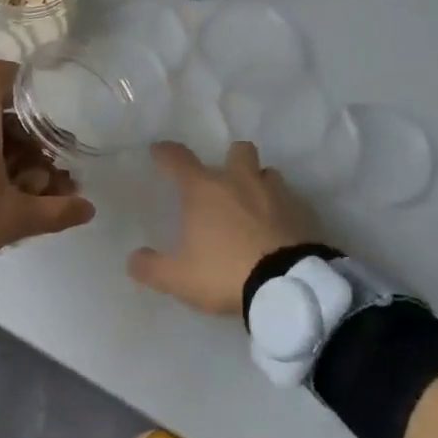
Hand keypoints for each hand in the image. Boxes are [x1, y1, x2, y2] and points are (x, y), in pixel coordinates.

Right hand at [128, 141, 318, 315]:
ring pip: (268, 173)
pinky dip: (283, 210)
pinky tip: (279, 230)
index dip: (166, 153)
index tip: (159, 151)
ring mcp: (276, 194)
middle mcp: (240, 181)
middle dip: (231, 159)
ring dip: (259, 183)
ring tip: (254, 206)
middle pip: (238, 150)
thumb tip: (132, 260)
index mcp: (204, 190)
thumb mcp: (180, 278)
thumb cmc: (226, 272)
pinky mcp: (304, 212)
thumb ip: (152, 268)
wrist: (289, 287)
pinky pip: (291, 201)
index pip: (178, 159)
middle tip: (224, 182)